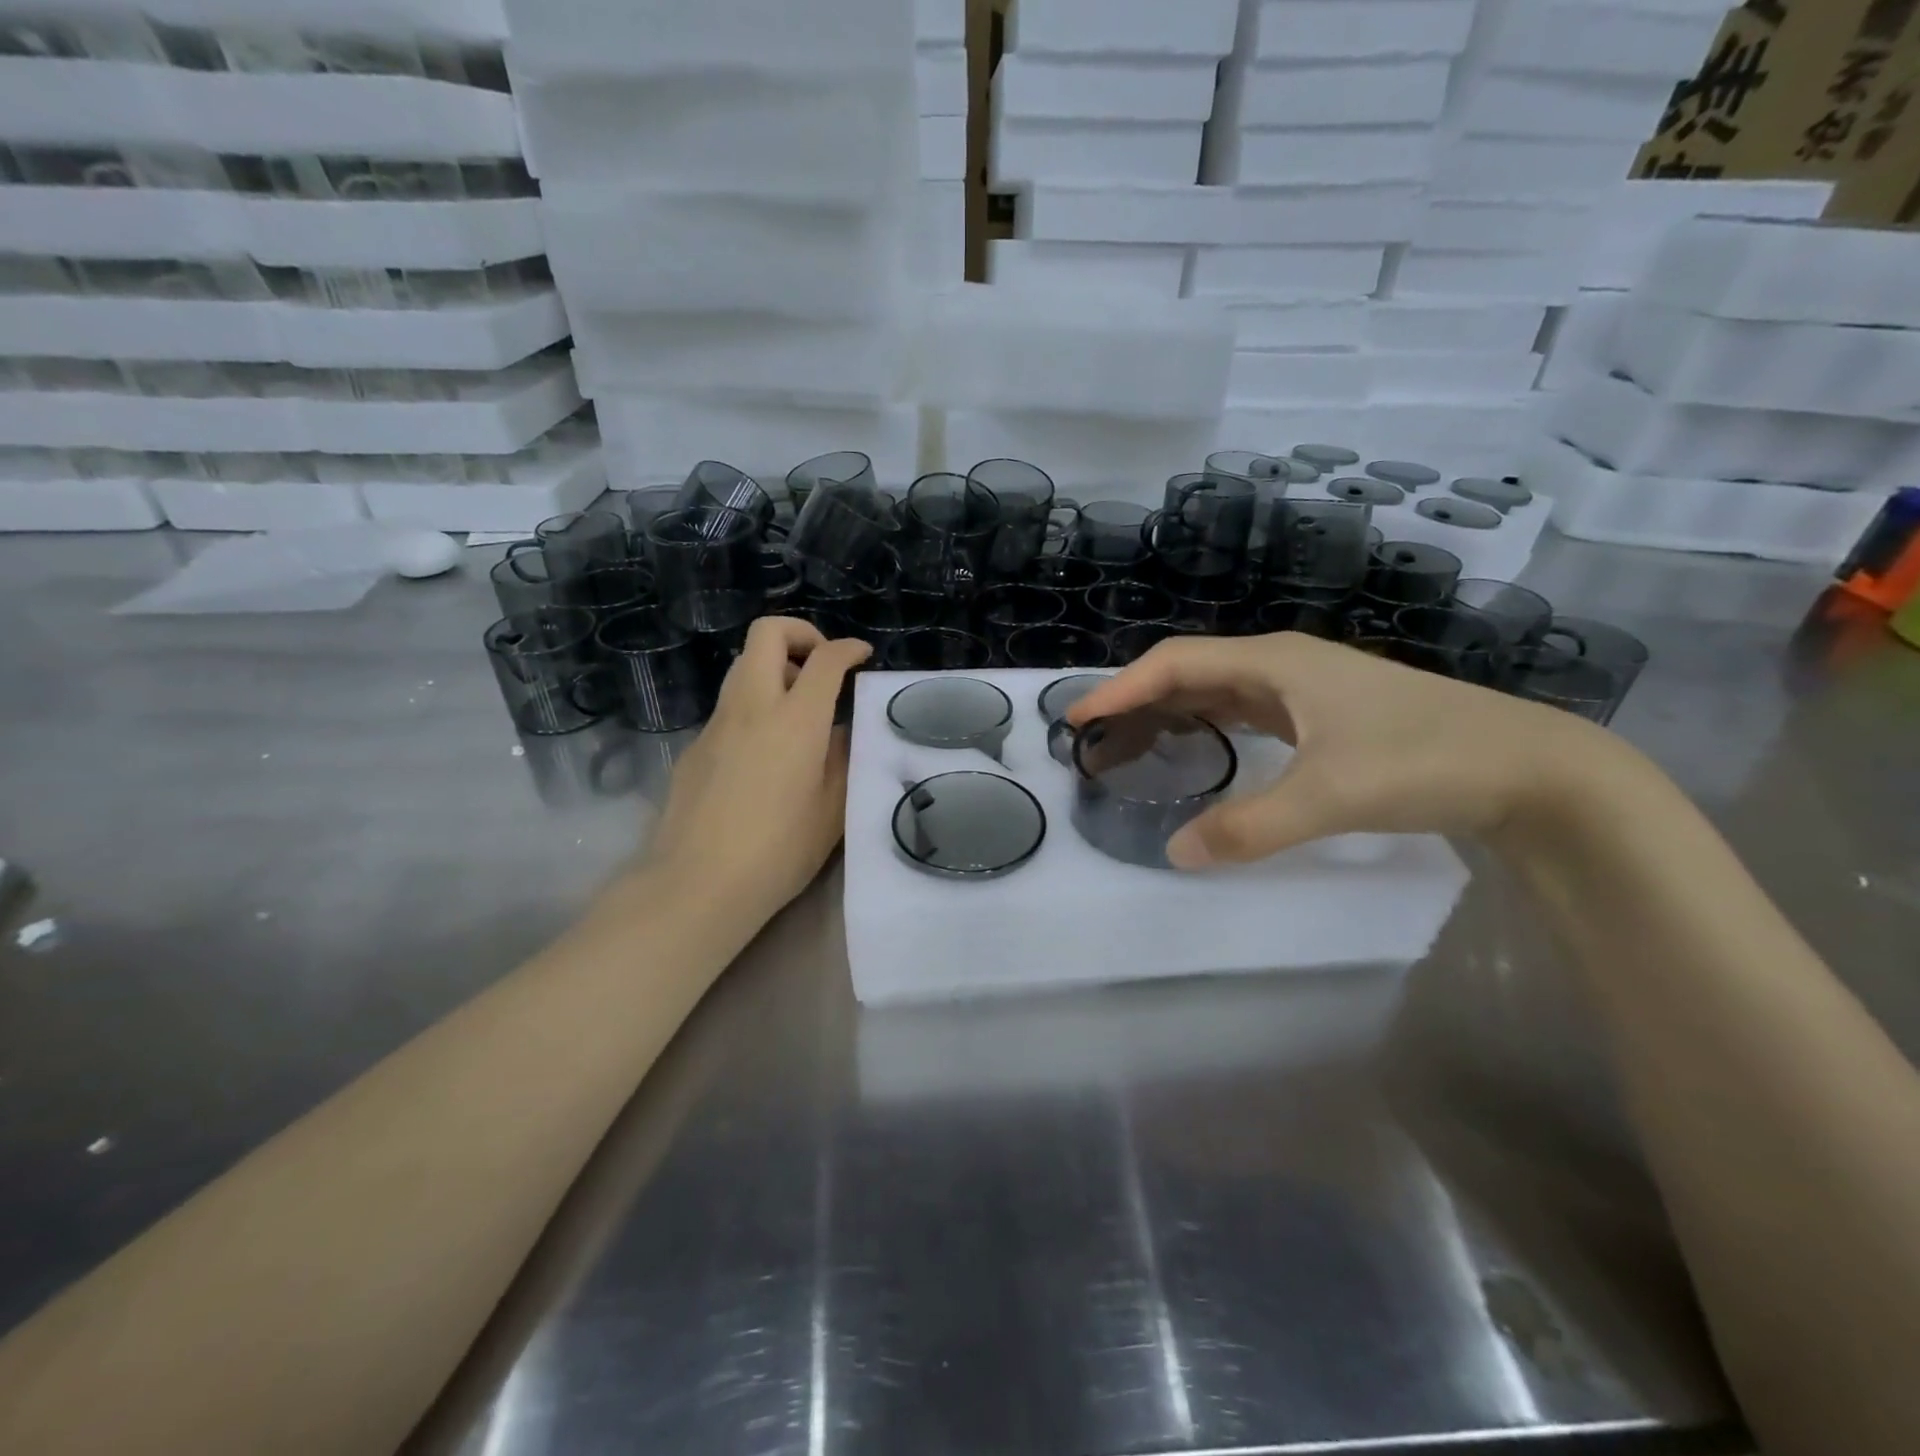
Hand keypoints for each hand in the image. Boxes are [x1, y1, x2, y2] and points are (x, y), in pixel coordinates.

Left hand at [644, 618, 869, 924]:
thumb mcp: (833, 810)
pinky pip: (728, 708)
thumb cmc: (779, 851)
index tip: (861, 656)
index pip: (825, 659)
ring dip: (774, 669)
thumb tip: (838, 733)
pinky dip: (753, 708)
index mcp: (796, 719)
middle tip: (820, 666)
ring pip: (742, 667)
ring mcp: (716, 724)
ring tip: (797, 710)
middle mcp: (752, 707)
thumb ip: (842, 760)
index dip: (848, 648)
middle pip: (767, 634)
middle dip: (800, 634)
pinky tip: (764, 754)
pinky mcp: (694, 747)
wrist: (697, 883)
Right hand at [1066, 632, 1621, 868]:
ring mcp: (1307, 688)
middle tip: (1096, 737)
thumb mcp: (1330, 796)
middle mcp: (1284, 665)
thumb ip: (1248, 826)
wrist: (1531, 769)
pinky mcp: (1324, 715)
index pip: (1176, 663)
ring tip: (1132, 743)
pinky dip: (1209, 726)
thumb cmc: (1425, 761)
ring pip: (1218, 691)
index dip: (1121, 688)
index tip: (1078, 718)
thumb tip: (1174, 854)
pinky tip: (1200, 749)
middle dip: (1138, 700)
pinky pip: (1245, 711)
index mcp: (1276, 662)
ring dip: (1171, 712)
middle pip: (1191, 671)